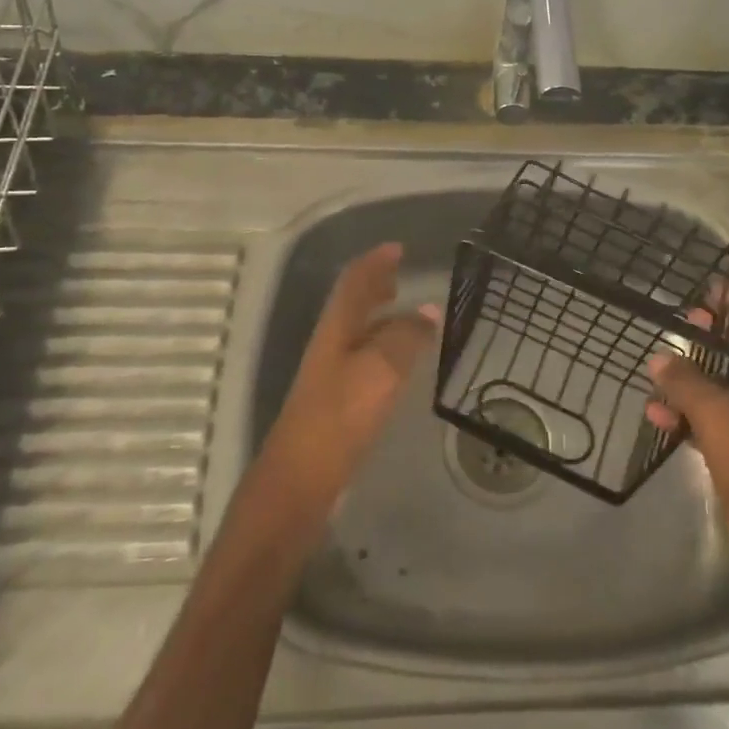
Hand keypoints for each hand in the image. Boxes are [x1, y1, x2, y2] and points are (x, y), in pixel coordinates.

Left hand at [258, 242, 438, 509]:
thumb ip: (405, 338)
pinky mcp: (337, 402)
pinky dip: (383, 347)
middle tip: (399, 275)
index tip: (398, 248)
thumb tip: (427, 310)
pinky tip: (398, 364)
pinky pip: (364, 358)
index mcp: (336, 329)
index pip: (355, 282)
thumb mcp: (380, 370)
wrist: (301, 480)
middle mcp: (330, 345)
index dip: (375, 262)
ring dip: (379, 315)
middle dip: (374, 285)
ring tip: (406, 312)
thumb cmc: (341, 417)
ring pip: (357, 331)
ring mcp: (330, 374)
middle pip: (351, 304)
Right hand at [645, 279, 728, 596]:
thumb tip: (660, 357)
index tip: (715, 290)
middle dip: (719, 329)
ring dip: (696, 372)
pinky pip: (714, 418)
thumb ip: (688, 382)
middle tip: (687, 320)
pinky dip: (689, 412)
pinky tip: (658, 416)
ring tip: (661, 368)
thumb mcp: (721, 418)